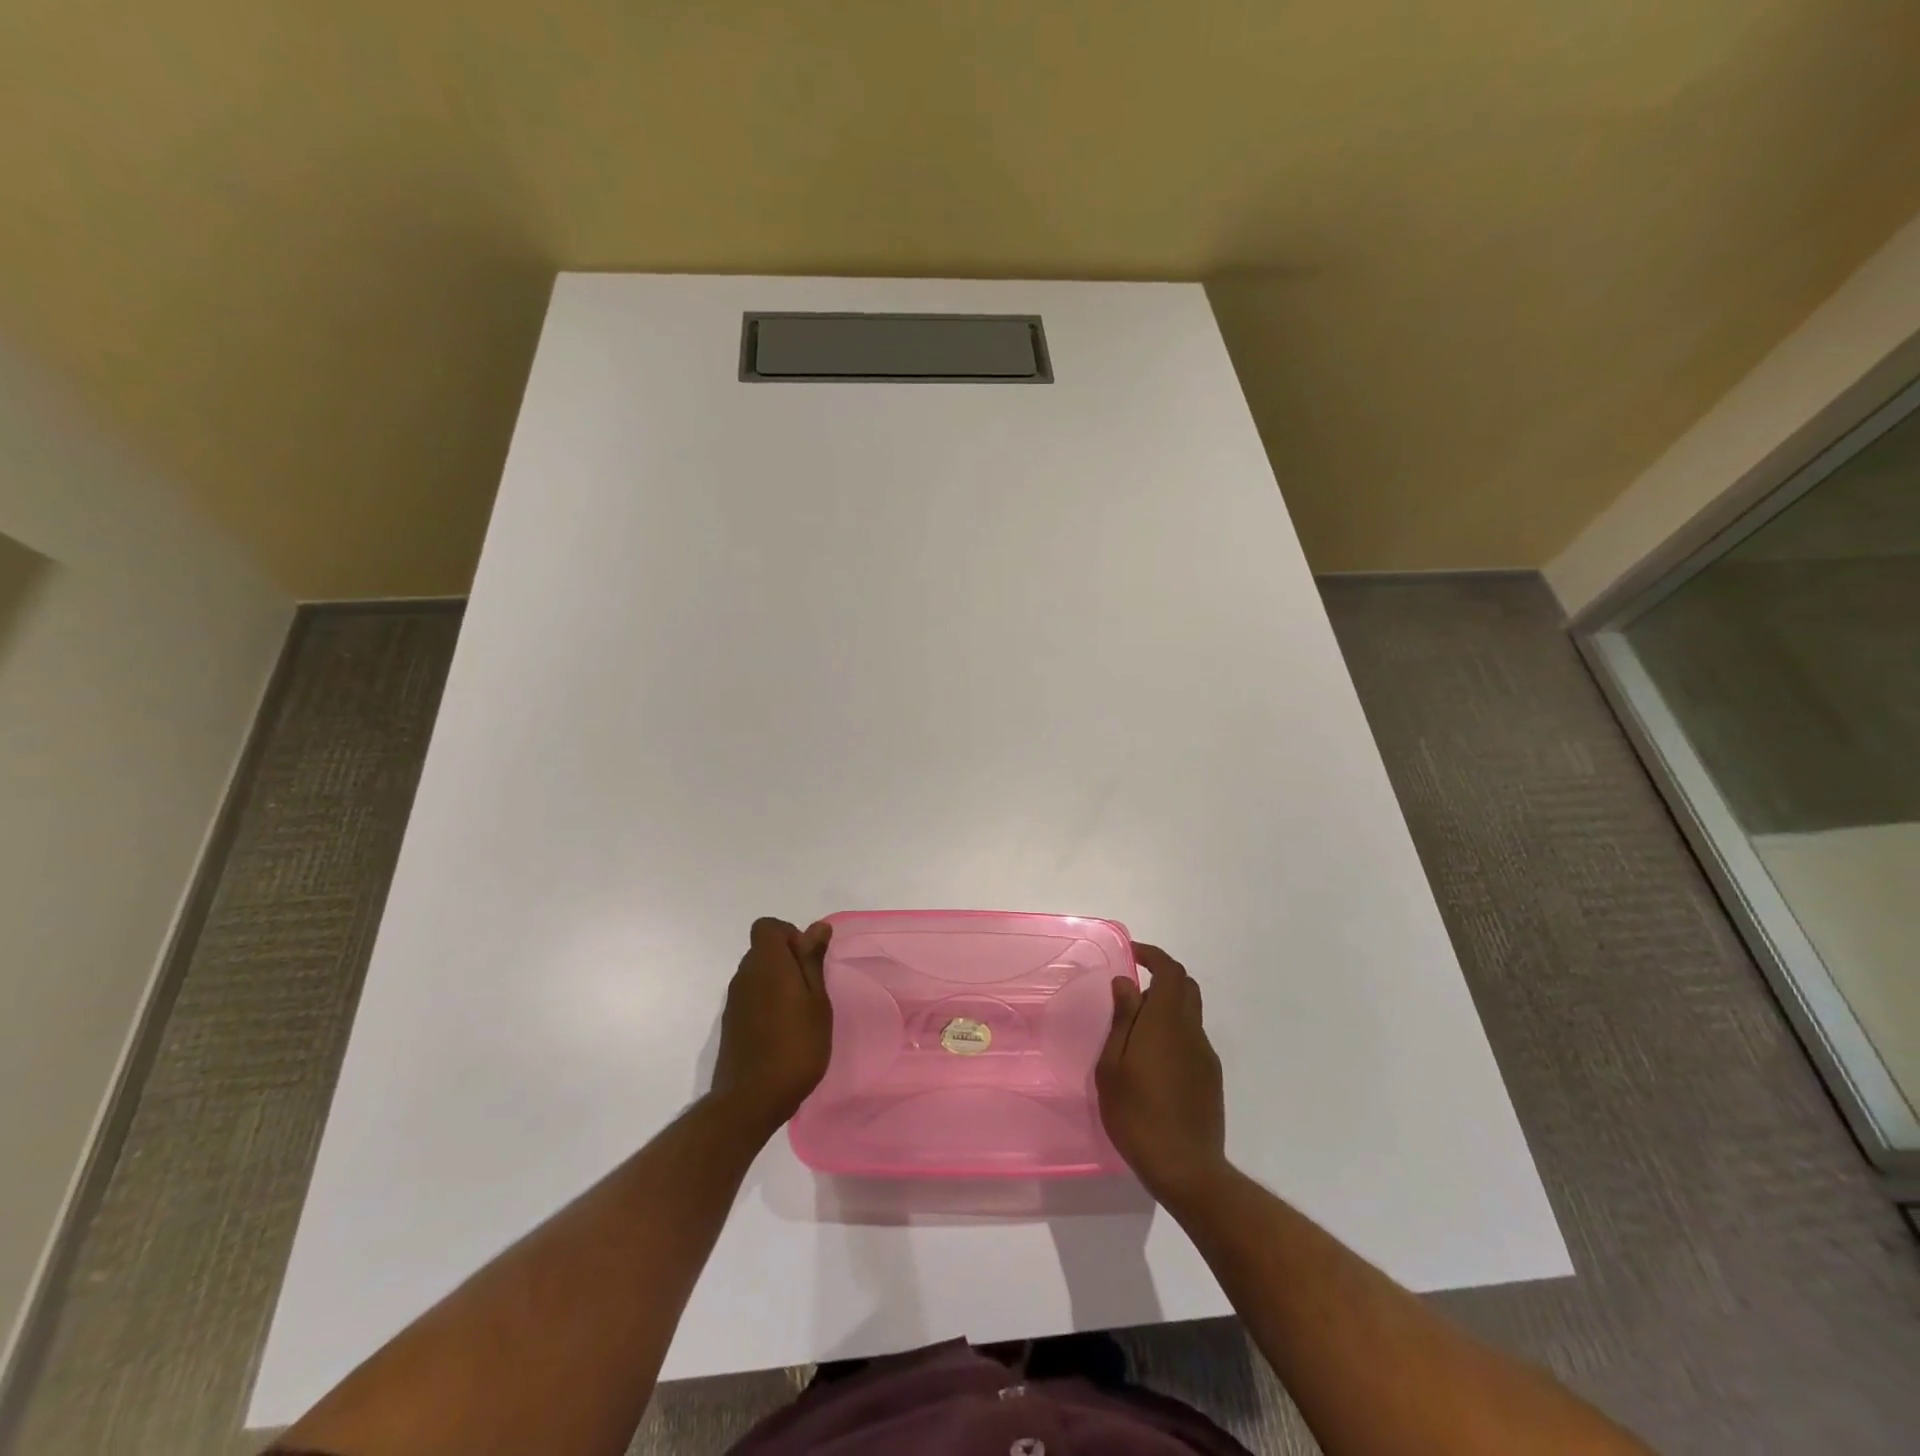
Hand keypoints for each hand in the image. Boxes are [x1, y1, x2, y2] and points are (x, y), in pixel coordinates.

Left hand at [707, 917, 833, 1139]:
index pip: (767, 927)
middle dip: (788, 960)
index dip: (790, 935)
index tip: (808, 961)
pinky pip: (751, 998)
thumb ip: (812, 961)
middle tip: (812, 989)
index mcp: (766, 963)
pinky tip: (784, 1031)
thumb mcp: (816, 1001)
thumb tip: (817, 927)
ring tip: (801, 1013)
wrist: (750, 1100)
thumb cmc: (795, 1046)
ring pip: (757, 975)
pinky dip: (767, 1003)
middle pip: (763, 950)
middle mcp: (744, 976)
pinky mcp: (730, 1024)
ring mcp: (734, 1001)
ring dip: (778, 983)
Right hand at [1096, 943, 1226, 1204]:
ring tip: (1136, 1030)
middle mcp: (1192, 1031)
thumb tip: (1126, 983)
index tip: (1132, 954)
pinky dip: (1174, 1032)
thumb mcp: (1113, 1065)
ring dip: (1167, 1007)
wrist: (1186, 1168)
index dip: (1153, 955)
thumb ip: (1122, 1019)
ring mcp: (1206, 1055)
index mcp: (1167, 1021)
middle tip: (1133, 989)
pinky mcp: (1211, 1078)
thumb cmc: (1137, 1113)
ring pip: (1190, 1014)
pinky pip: (1193, 1039)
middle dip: (1163, 977)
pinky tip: (1153, 1061)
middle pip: (1186, 987)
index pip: (1170, 971)